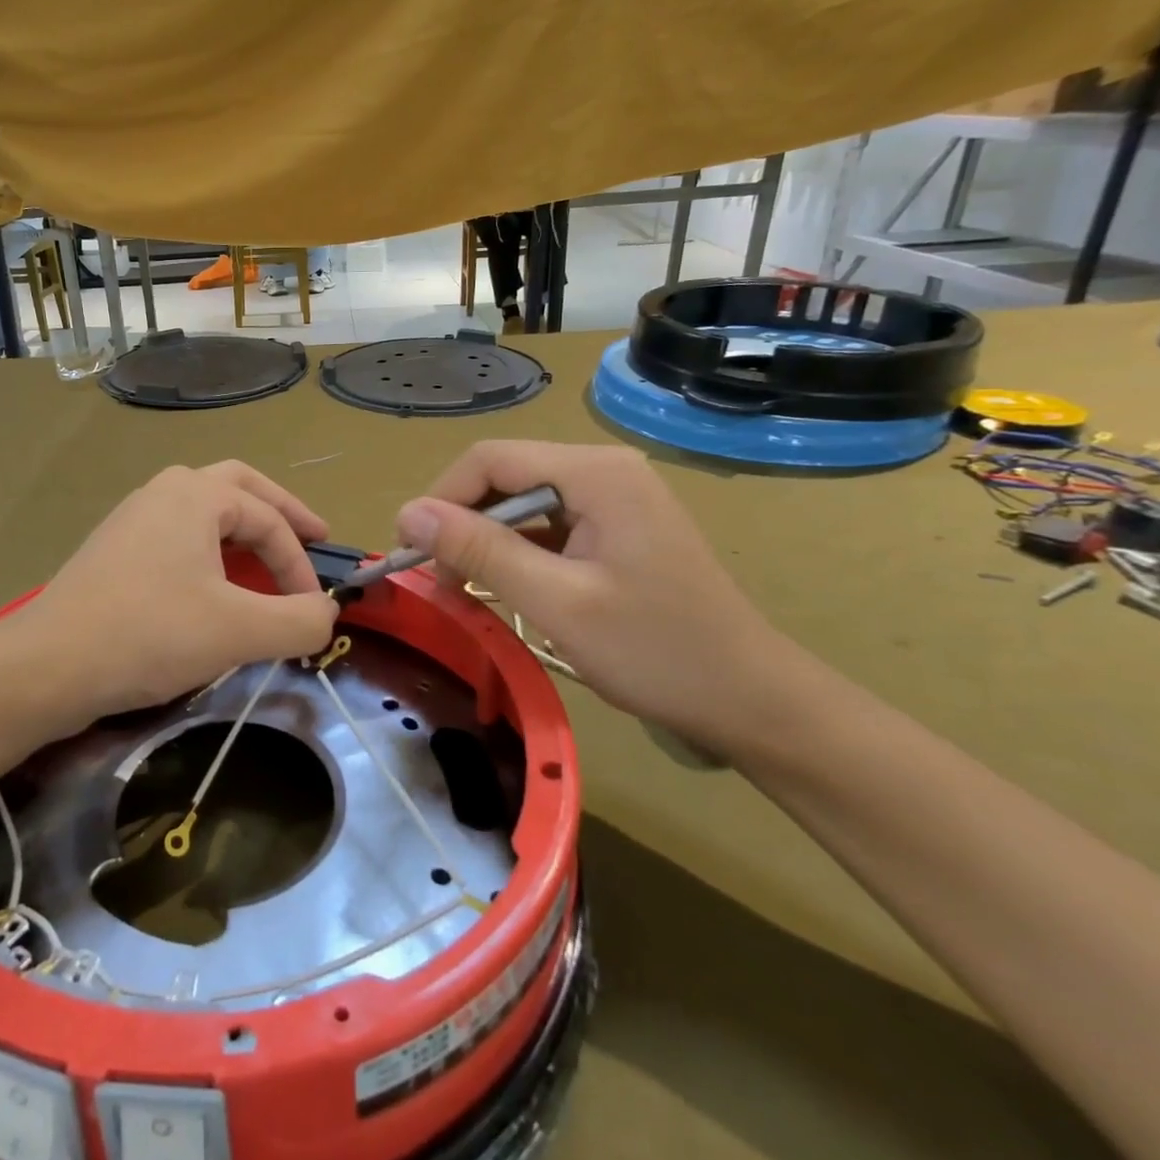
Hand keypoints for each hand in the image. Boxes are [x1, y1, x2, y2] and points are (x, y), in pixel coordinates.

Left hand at [25, 462, 339, 725]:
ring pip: (203, 510)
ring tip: (266, 560)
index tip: (315, 610)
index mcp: (196, 494)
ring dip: (242, 529)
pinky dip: (209, 549)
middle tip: (313, 535)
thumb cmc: (149, 634)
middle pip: (239, 487)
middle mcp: (164, 491)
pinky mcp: (114, 550)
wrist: (47, 665)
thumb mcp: (239, 631)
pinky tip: (211, 584)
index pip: (269, 521)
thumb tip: (327, 613)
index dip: (301, 564)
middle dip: (280, 513)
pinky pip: (177, 535)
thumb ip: (298, 621)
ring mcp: (133, 518)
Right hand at [395, 442, 798, 753]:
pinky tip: (507, 590)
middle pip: (504, 477)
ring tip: (465, 593)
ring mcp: (613, 498)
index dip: (440, 499)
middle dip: (462, 524)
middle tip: (440, 582)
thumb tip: (408, 514)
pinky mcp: (616, 528)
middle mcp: (603, 470)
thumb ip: (480, 550)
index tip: (412, 555)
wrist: (751, 700)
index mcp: (594, 473)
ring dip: (485, 543)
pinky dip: (516, 555)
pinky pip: (547, 526)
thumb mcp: (556, 602)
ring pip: (521, 503)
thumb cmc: (656, 652)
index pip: (489, 459)